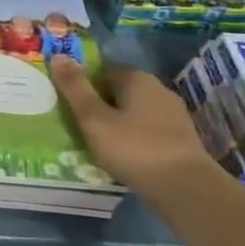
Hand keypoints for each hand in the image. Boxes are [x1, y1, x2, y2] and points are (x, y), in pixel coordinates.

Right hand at [49, 58, 220, 198]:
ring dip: (119, 124)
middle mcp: (158, 89)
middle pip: (120, 92)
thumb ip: (74, 88)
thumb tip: (57, 56)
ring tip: (102, 146)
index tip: (72, 110)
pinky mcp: (183, 139)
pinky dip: (136, 139)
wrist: (188, 189)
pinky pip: (150, 131)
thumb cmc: (134, 148)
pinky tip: (127, 157)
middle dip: (101, 106)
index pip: (102, 72)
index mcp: (136, 78)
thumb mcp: (94, 119)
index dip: (84, 89)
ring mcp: (174, 115)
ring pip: (135, 113)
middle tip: (83, 129)